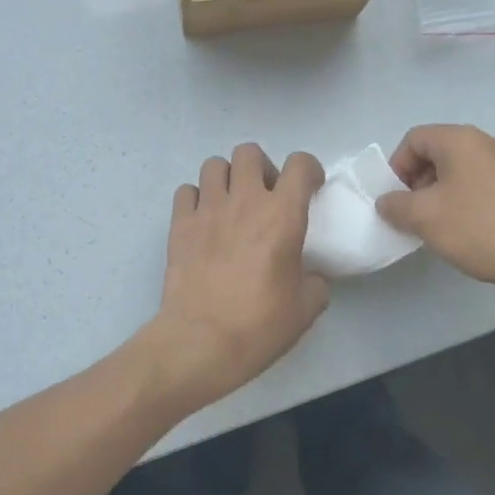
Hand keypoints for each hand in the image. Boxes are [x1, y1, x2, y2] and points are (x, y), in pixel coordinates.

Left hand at [138, 144, 329, 412]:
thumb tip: (310, 276)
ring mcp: (207, 209)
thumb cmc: (259, 325)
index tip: (310, 188)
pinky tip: (203, 221)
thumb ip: (315, 281)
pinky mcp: (180, 224)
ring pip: (214, 164)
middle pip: (250, 152)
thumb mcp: (306, 308)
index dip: (309, 169)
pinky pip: (186, 191)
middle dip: (262, 167)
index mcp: (282, 215)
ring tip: (231, 204)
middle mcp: (244, 200)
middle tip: (266, 196)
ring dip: (227, 178)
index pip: (299, 164)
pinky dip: (196, 199)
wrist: (200, 342)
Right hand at [376, 124, 494, 293]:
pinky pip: (481, 185)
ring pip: (460, 171)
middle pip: (437, 153)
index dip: (396, 167)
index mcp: (460, 140)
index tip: (397, 200)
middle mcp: (486, 143)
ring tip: (440, 228)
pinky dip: (466, 202)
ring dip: (441, 195)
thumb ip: (396, 206)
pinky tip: (469, 233)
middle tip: (414, 215)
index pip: (414, 139)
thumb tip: (387, 201)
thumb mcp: (425, 218)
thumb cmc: (480, 228)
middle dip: (418, 182)